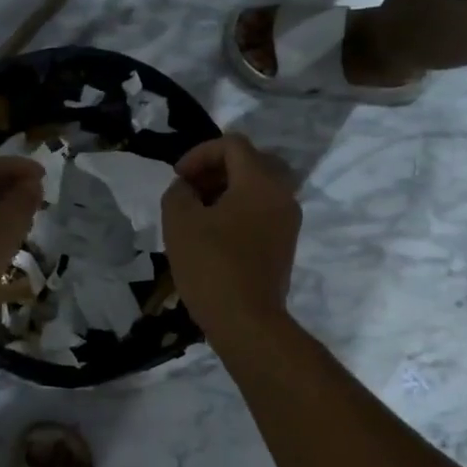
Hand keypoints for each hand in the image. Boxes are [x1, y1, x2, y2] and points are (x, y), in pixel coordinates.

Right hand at [161, 134, 301, 343]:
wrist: (247, 321)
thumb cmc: (211, 266)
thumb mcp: (180, 223)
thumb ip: (178, 193)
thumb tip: (186, 188)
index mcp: (260, 182)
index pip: (233, 145)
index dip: (200, 153)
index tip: (178, 177)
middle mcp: (282, 195)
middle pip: (251, 162)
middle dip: (217, 169)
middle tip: (191, 188)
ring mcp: (288, 221)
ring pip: (259, 188)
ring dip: (228, 190)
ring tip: (199, 212)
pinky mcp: (285, 245)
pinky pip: (263, 211)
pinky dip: (240, 210)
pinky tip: (215, 233)